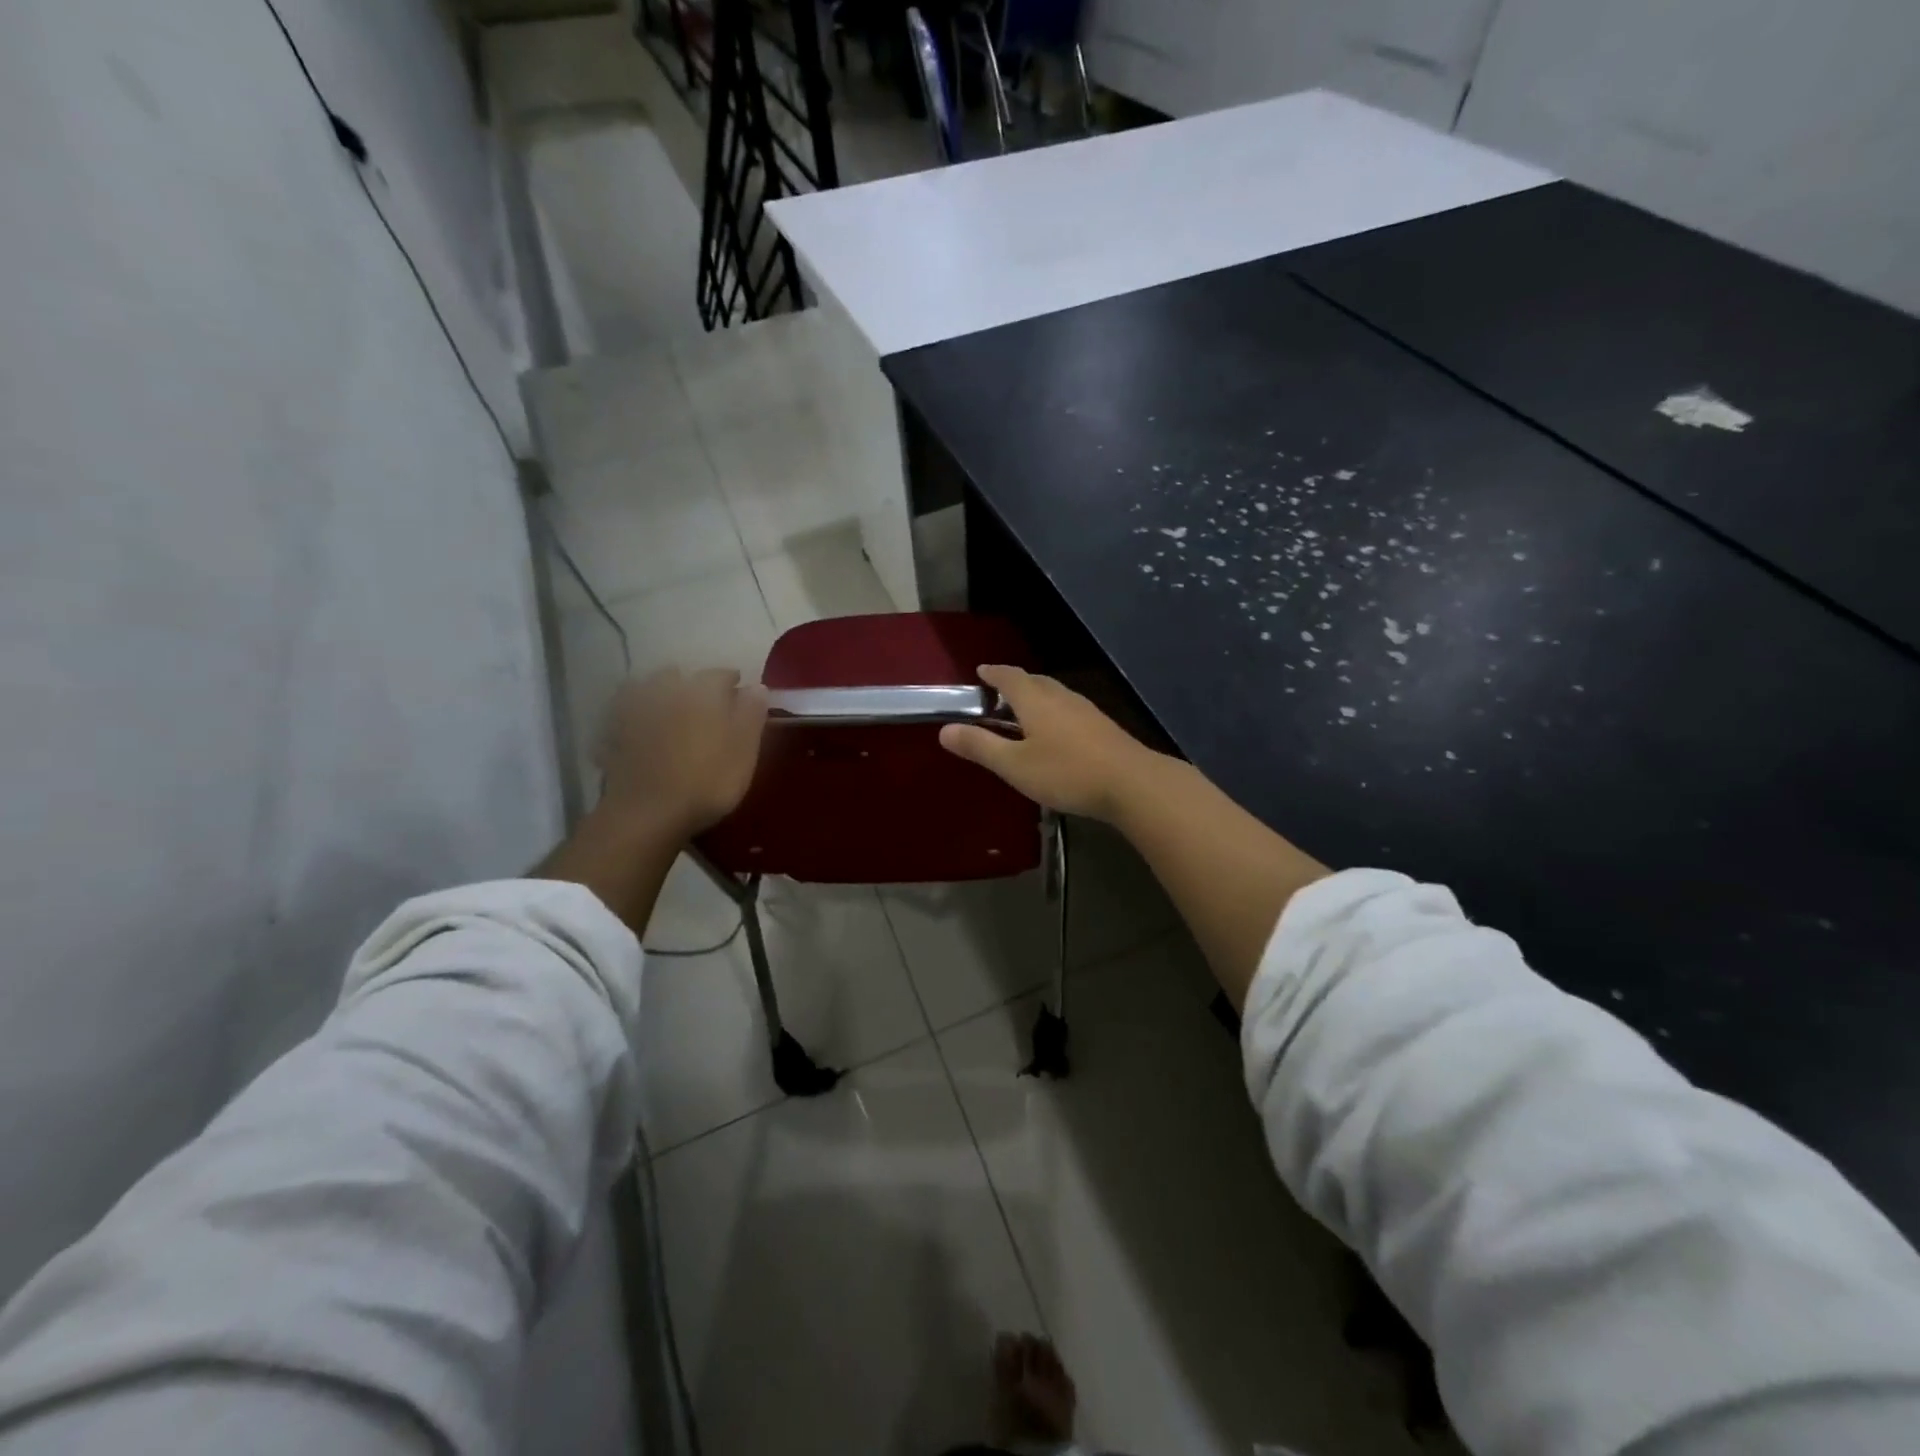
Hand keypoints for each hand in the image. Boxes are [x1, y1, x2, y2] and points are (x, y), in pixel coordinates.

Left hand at [593, 668, 766, 835]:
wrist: (648, 813)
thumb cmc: (707, 780)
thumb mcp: (744, 750)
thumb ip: (752, 714)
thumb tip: (757, 686)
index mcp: (703, 690)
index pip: (722, 674)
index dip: (734, 684)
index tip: (742, 697)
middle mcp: (666, 689)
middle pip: (680, 676)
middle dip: (694, 686)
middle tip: (706, 709)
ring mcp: (634, 710)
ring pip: (648, 689)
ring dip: (661, 695)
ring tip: (671, 716)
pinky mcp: (611, 734)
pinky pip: (624, 714)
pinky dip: (634, 717)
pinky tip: (641, 731)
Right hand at [938, 664, 1157, 820]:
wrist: (1131, 783)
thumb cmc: (1066, 772)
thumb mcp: (1015, 765)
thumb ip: (980, 747)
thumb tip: (944, 730)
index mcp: (1035, 700)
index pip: (1009, 677)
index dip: (993, 673)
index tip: (981, 671)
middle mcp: (1061, 697)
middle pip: (1034, 681)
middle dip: (1014, 683)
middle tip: (998, 692)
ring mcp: (1086, 710)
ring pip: (1054, 694)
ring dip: (1036, 697)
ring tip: (1023, 711)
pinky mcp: (1102, 726)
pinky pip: (1069, 709)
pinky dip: (1053, 712)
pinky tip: (1056, 732)